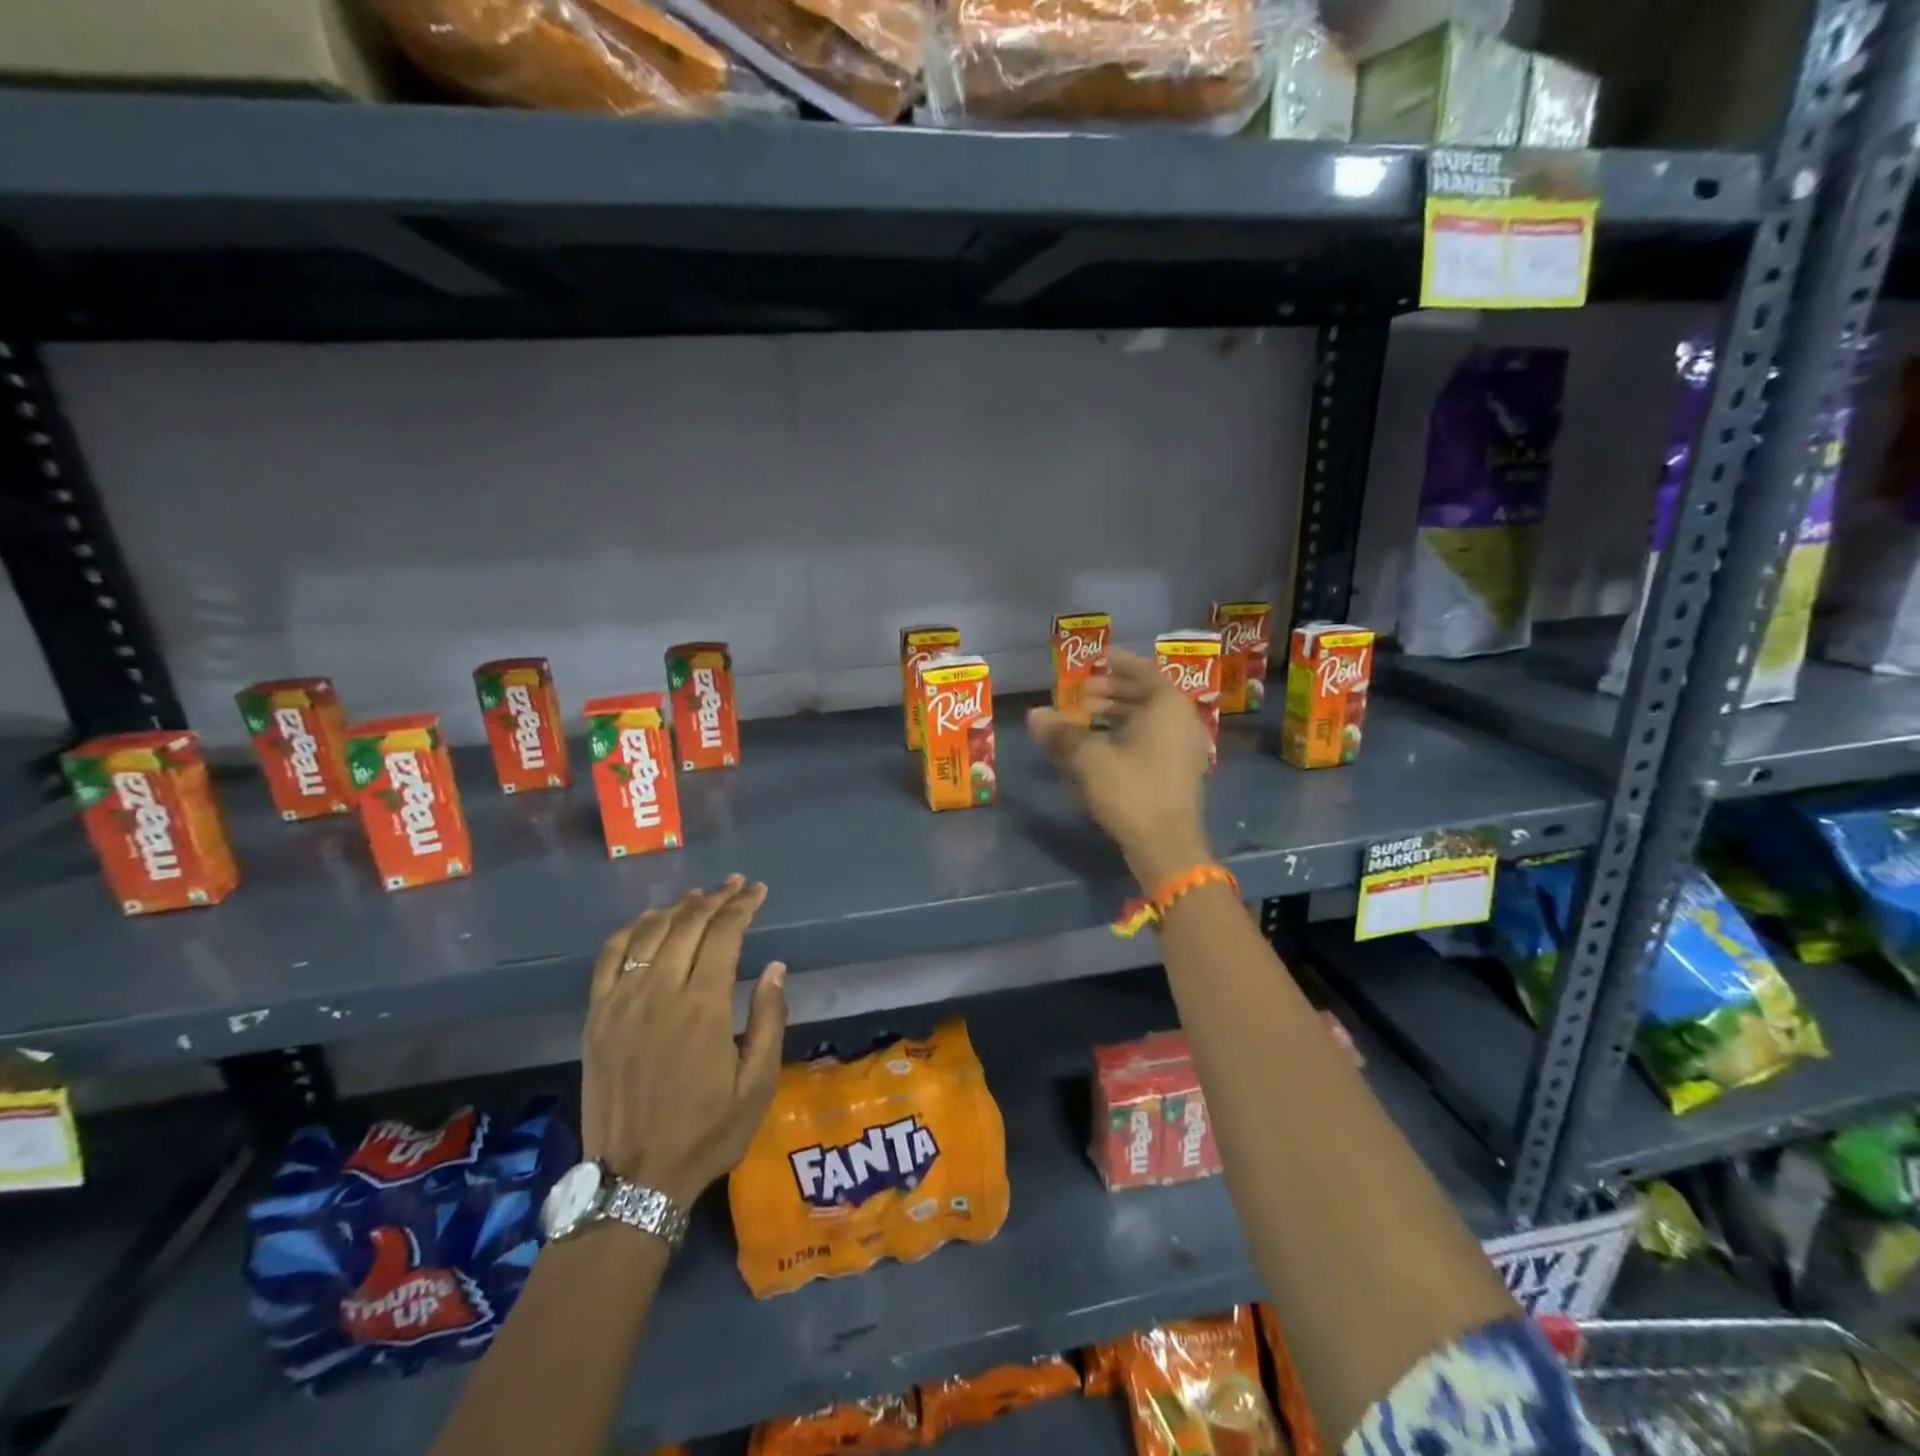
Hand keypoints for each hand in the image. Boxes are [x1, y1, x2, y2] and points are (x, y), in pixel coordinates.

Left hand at [581, 877, 787, 1206]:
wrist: (634, 1181)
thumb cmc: (707, 1133)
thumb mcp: (758, 1086)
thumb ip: (769, 1020)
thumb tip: (775, 967)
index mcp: (703, 1008)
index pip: (724, 935)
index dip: (742, 907)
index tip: (757, 891)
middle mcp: (659, 993)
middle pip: (687, 925)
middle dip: (715, 899)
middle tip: (735, 885)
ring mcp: (621, 1003)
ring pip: (650, 934)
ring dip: (678, 908)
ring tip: (699, 896)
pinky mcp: (596, 1017)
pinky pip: (610, 958)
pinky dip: (631, 930)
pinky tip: (648, 920)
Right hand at [1027, 650, 1213, 889]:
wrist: (1167, 845)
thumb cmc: (1132, 790)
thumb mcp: (1090, 759)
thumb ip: (1062, 733)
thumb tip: (1034, 715)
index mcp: (1168, 706)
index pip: (1143, 672)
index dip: (1119, 664)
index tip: (1097, 660)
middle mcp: (1182, 721)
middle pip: (1146, 696)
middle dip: (1113, 693)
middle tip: (1083, 695)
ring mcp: (1184, 748)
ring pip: (1149, 721)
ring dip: (1118, 716)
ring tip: (1086, 721)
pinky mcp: (1179, 772)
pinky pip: (1152, 741)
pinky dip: (1128, 736)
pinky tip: (1102, 749)